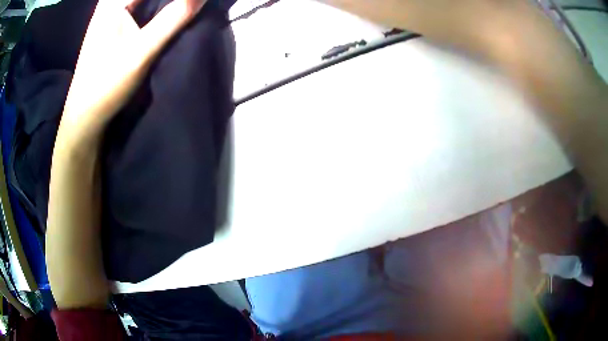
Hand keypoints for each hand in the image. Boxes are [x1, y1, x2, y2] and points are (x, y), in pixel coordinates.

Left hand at [47, 0, 205, 308]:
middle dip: (171, 1)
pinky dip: (157, 9)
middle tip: (191, 7)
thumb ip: (173, 19)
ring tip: (185, 9)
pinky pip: (141, 8)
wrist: (83, 119)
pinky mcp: (115, 28)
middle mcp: (110, 4)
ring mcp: (111, 15)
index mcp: (113, 2)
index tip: (194, 4)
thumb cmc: (105, 86)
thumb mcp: (141, 52)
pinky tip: (169, 15)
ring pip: (144, 1)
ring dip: (165, 5)